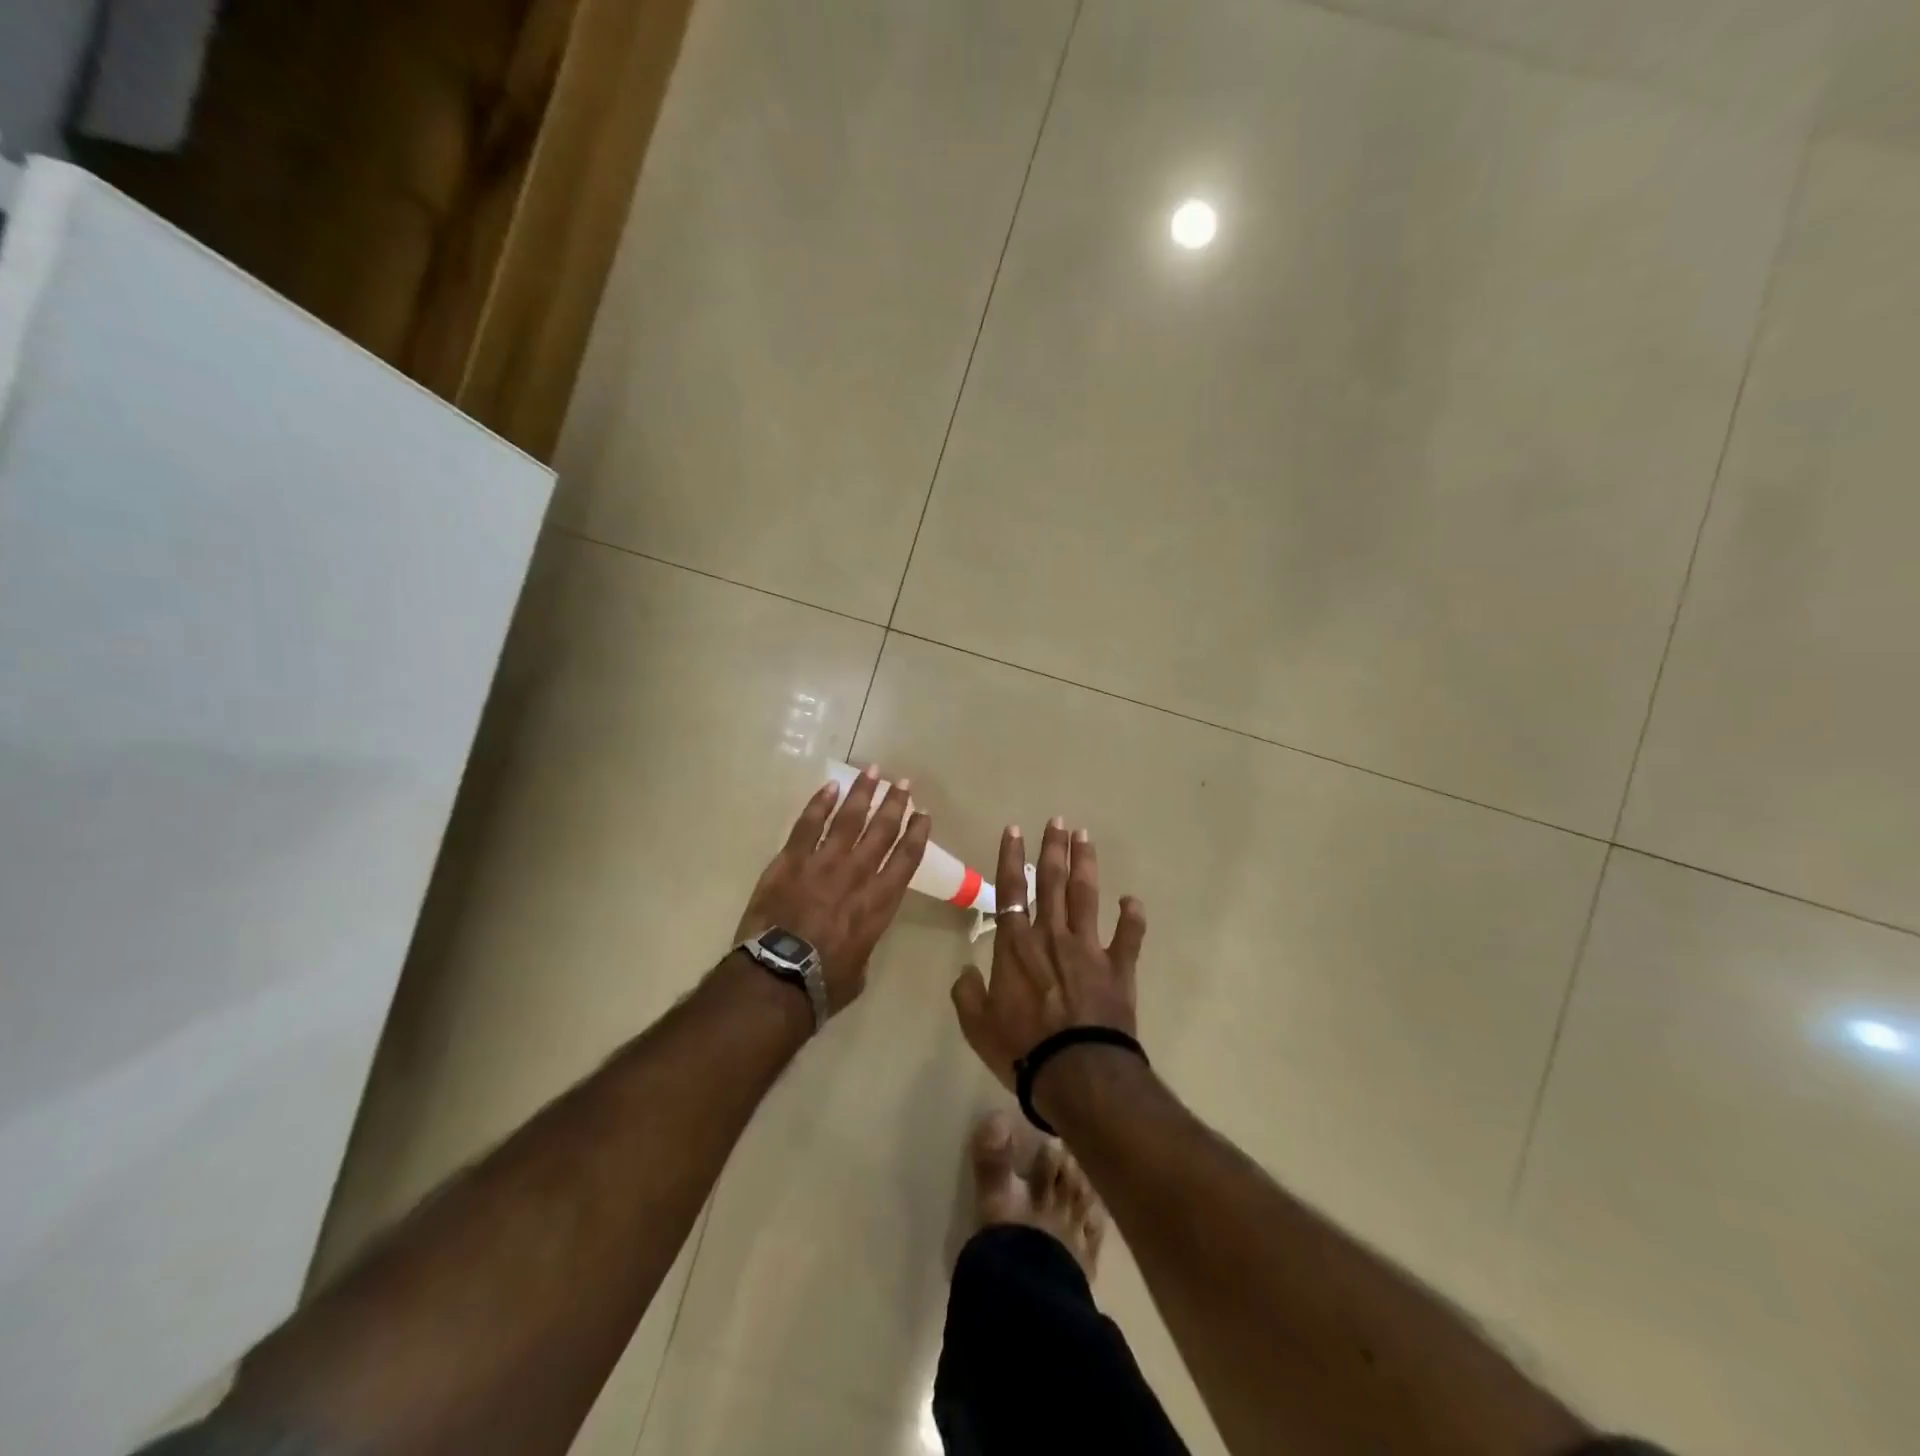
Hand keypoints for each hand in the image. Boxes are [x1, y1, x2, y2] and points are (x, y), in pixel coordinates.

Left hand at [735, 766, 930, 1014]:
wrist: (777, 979)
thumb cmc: (823, 984)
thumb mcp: (859, 968)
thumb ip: (864, 942)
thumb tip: (857, 936)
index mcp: (878, 904)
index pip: (905, 860)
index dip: (917, 834)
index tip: (924, 814)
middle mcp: (857, 876)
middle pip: (881, 832)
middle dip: (895, 804)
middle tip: (904, 783)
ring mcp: (822, 864)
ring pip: (848, 819)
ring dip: (863, 794)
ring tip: (874, 771)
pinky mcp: (790, 861)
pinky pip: (807, 825)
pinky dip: (819, 804)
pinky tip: (830, 786)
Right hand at [950, 817, 1146, 1090]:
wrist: (1076, 1071)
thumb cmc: (1021, 1048)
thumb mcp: (977, 1025)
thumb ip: (967, 994)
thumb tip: (965, 972)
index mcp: (1016, 945)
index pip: (1011, 890)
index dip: (1011, 858)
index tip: (1015, 829)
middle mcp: (1051, 936)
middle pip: (1052, 883)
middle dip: (1054, 849)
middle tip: (1057, 820)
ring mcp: (1088, 948)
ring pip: (1086, 896)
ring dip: (1085, 865)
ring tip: (1085, 837)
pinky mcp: (1118, 968)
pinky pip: (1128, 937)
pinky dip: (1132, 918)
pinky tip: (1132, 900)